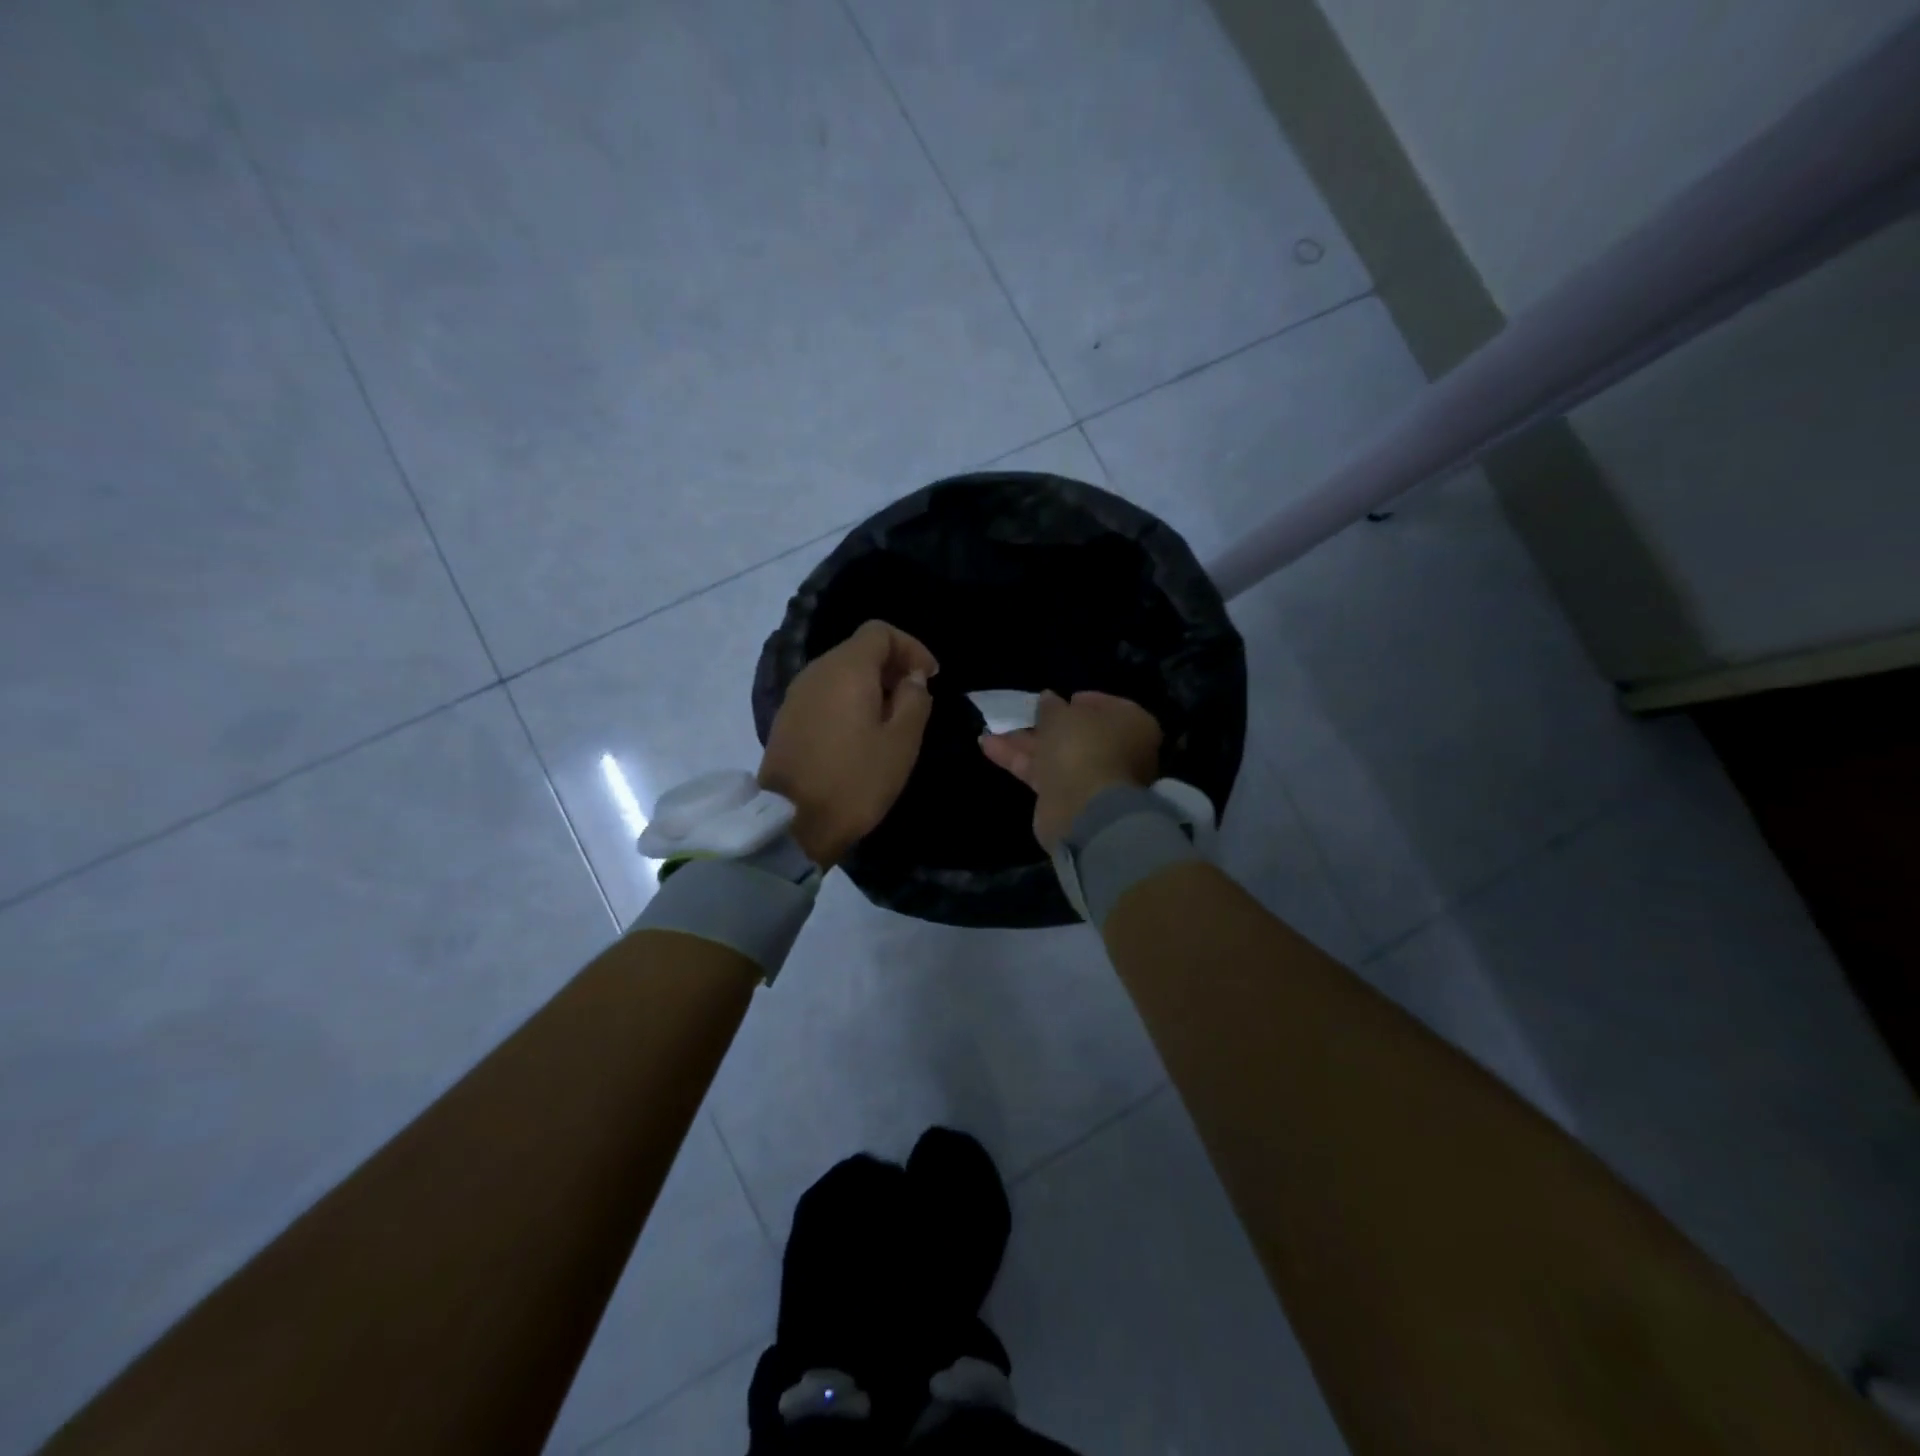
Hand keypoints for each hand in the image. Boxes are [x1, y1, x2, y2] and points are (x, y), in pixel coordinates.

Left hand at [759, 620, 938, 867]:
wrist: (793, 822)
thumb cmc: (856, 780)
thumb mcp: (901, 742)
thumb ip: (914, 700)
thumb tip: (911, 678)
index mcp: (846, 669)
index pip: (879, 632)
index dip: (910, 647)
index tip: (930, 676)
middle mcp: (816, 671)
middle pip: (858, 650)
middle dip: (892, 666)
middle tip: (916, 698)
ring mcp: (797, 695)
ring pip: (840, 672)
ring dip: (870, 685)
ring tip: (892, 717)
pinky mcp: (787, 719)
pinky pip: (825, 694)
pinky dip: (849, 700)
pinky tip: (861, 732)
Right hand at [979, 690, 1161, 849]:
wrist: (1083, 810)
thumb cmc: (1083, 748)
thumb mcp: (1061, 715)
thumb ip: (1051, 707)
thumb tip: (1049, 699)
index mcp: (1131, 725)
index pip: (1107, 706)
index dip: (1080, 700)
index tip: (1057, 698)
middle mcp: (1117, 751)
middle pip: (1077, 733)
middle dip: (1045, 723)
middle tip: (1021, 713)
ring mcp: (1092, 778)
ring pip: (1055, 753)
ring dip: (1024, 742)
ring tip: (991, 729)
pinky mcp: (1067, 798)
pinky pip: (1042, 773)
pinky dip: (1018, 759)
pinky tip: (988, 745)